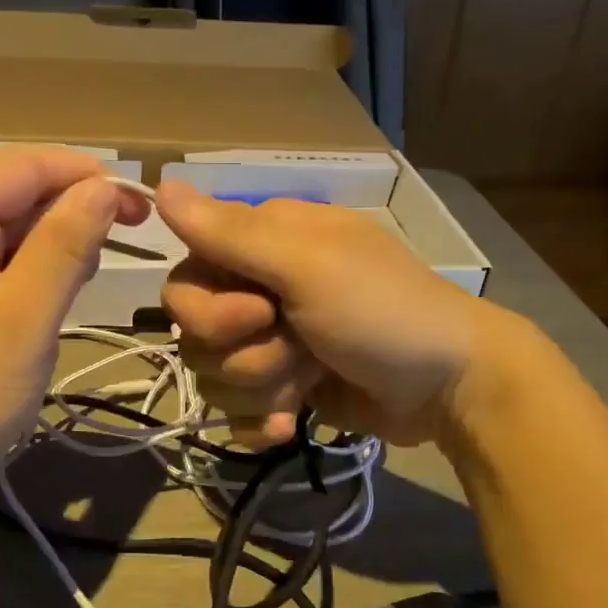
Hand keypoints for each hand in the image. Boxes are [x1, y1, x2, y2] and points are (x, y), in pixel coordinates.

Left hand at [0, 147, 144, 524]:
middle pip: (19, 192)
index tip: (147, 208)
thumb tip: (106, 187)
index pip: (26, 165)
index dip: (90, 177)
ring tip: (82, 289)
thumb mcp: (21, 320)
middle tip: (132, 249)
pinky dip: (36, 276)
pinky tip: (53, 303)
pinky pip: (1, 263)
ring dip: (58, 249)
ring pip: (14, 229)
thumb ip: (64, 247)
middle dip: (75, 214)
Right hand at [157, 179, 508, 448]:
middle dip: (243, 354)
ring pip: (214, 377)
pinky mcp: (282, 389)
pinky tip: (290, 423)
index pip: (185, 279)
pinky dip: (261, 421)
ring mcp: (270, 344)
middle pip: (194, 335)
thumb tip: (159, 183)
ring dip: (261, 388)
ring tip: (308, 382)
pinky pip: (236, 412)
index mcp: (262, 247)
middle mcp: (258, 291)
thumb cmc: (383, 312)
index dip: (208, 309)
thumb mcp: (308, 266)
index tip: (261, 313)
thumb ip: (231, 233)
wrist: (448, 387)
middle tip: (295, 351)